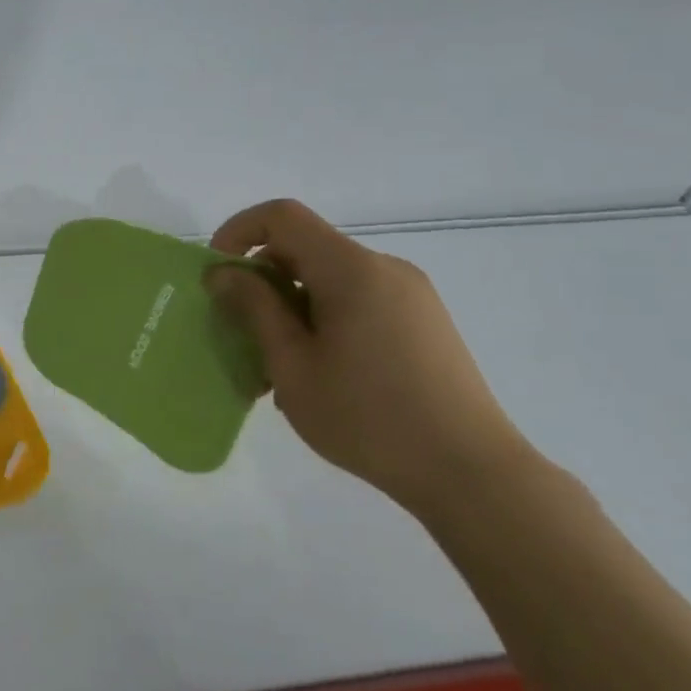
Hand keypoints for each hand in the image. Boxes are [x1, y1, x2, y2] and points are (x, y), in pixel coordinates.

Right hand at [206, 198, 533, 514]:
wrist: (472, 474)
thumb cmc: (368, 418)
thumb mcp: (293, 366)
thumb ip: (255, 309)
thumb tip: (223, 272)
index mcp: (352, 270)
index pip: (283, 216)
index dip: (239, 231)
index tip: (218, 274)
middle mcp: (385, 268)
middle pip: (306, 247)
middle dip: (263, 278)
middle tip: (243, 331)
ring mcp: (411, 294)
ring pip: (330, 277)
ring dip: (292, 304)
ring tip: (281, 363)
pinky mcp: (425, 320)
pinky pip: (358, 298)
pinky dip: (324, 317)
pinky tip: (322, 370)